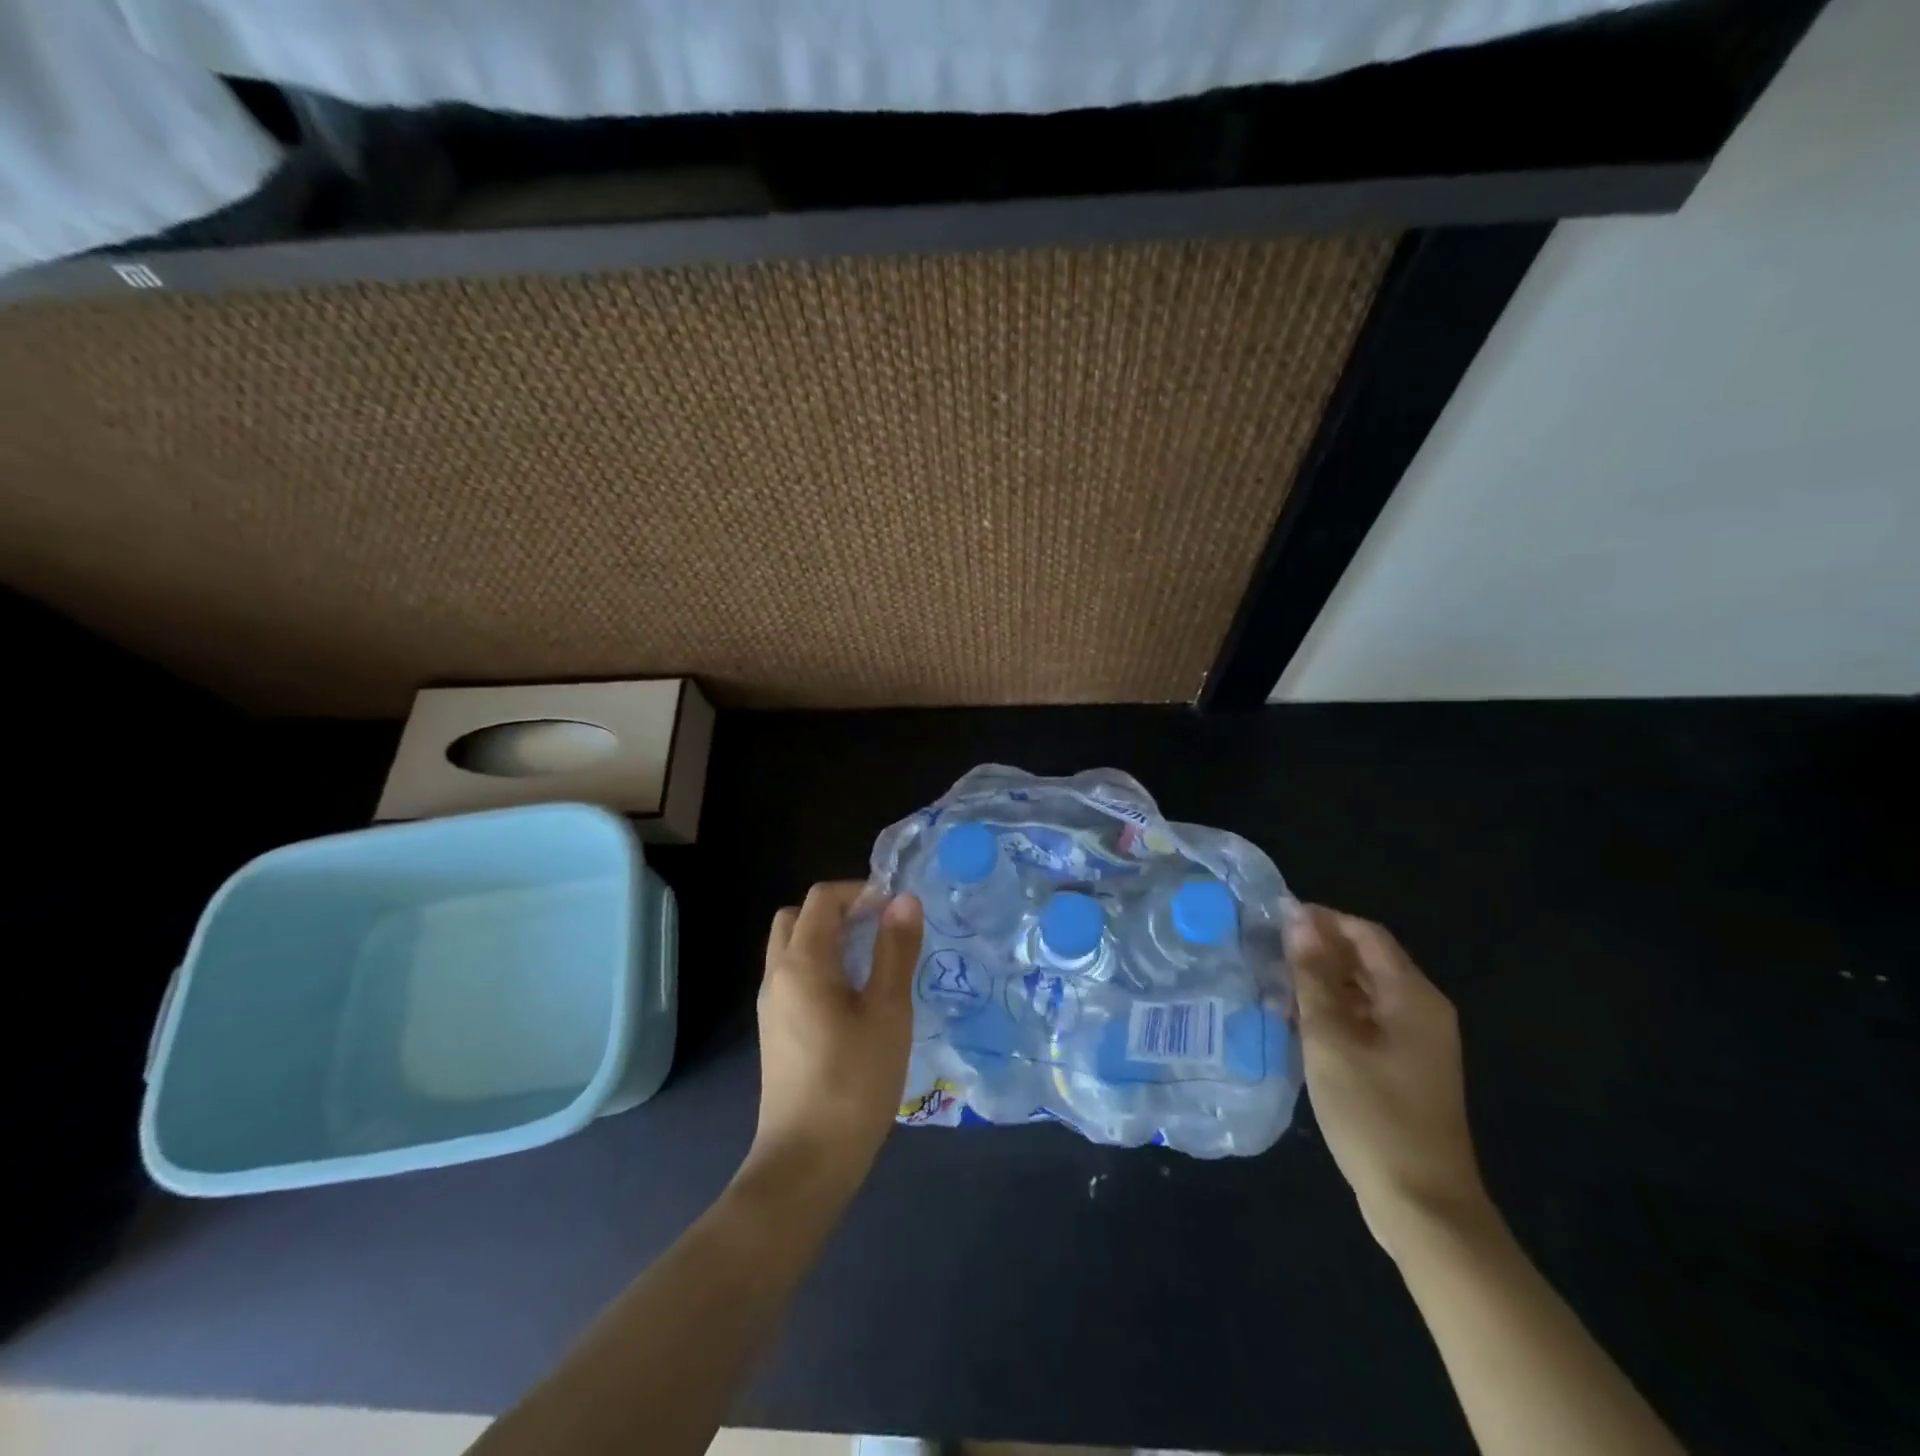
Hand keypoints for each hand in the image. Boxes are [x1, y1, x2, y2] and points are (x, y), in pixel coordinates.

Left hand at [744, 882, 922, 1193]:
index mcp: (801, 962)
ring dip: (829, 939)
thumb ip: (895, 950)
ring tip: (874, 961)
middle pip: (799, 917)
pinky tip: (855, 998)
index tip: (896, 911)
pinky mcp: (775, 1031)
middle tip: (880, 929)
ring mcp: (771, 1005)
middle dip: (839, 911)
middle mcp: (777, 975)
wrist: (806, 1162)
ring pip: (793, 947)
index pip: (823, 898)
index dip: (861, 892)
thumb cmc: (854, 1081)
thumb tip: (904, 900)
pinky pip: (794, 976)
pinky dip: (821, 966)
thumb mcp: (888, 1011)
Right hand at [1289, 904, 1491, 1255]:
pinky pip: (1366, 1021)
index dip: (1323, 920)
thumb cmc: (1373, 1115)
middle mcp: (1421, 1012)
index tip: (1275, 917)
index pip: (1366, 935)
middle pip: (1367, 961)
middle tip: (1266, 948)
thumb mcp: (1331, 1040)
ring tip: (1272, 980)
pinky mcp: (1404, 1069)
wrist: (1422, 1206)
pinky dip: (1333, 1012)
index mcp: (1413, 997)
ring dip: (1322, 982)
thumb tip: (1298, 920)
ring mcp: (1415, 1043)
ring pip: (1363, 992)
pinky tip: (1295, 1020)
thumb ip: (1313, 978)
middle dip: (1318, 950)